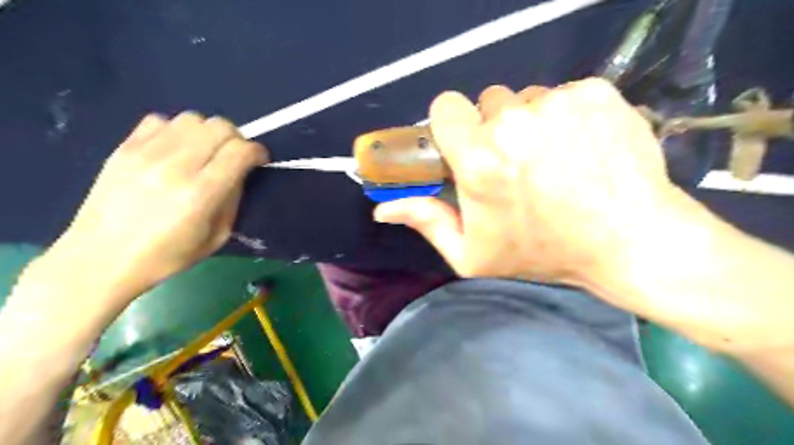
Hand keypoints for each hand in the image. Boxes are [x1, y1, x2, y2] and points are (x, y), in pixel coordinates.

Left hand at [40, 112, 267, 302]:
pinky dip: (176, 131)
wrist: (101, 258)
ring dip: (207, 132)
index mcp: (201, 193)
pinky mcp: (124, 148)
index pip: (240, 151)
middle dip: (236, 139)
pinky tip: (174, 150)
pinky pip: (160, 120)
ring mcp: (146, 153)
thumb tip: (239, 173)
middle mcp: (176, 166)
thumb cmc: (167, 256)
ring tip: (204, 151)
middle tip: (233, 156)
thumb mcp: (217, 236)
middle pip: (219, 126)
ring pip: (192, 118)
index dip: (257, 152)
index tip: (259, 161)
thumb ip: (233, 199)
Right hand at [377, 77, 706, 289]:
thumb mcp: (473, 253)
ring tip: (554, 159)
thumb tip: (381, 208)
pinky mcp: (597, 93)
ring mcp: (559, 103)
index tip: (468, 146)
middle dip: (495, 129)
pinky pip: (565, 94)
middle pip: (489, 103)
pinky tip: (583, 147)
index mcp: (479, 160)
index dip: (453, 126)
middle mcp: (514, 123)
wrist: (629, 240)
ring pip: (528, 98)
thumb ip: (426, 222)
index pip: (445, 107)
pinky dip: (568, 116)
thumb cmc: (543, 252)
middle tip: (517, 164)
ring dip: (532, 123)